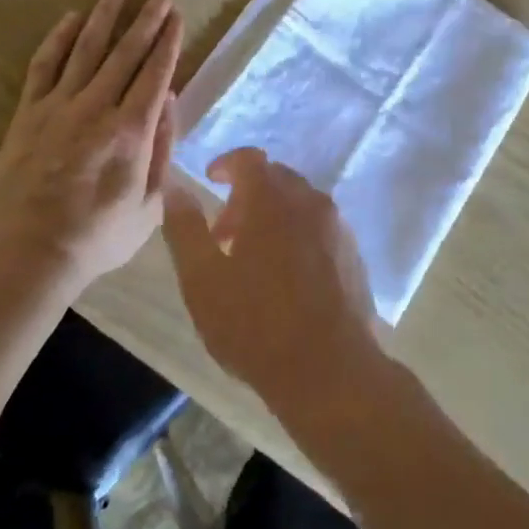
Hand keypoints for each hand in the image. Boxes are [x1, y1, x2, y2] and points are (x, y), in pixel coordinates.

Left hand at [0, 0, 182, 286]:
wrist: (30, 254)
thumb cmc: (99, 237)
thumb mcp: (150, 206)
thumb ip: (162, 150)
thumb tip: (168, 101)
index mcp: (132, 131)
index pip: (155, 74)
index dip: (168, 42)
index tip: (177, 16)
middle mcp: (97, 108)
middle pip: (126, 54)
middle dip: (146, 20)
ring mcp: (59, 107)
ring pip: (86, 50)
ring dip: (105, 16)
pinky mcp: (27, 114)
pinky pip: (44, 67)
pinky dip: (58, 40)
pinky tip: (71, 19)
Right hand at [162, 149, 384, 424]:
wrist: (330, 370)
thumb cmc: (255, 325)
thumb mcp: (202, 280)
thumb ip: (185, 229)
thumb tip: (174, 188)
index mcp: (272, 200)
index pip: (249, 159)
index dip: (226, 164)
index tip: (210, 181)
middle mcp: (310, 202)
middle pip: (276, 179)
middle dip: (246, 196)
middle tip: (224, 237)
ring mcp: (338, 227)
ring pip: (300, 203)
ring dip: (273, 216)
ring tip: (253, 261)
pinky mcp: (354, 254)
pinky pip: (320, 227)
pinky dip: (298, 234)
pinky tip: (287, 278)